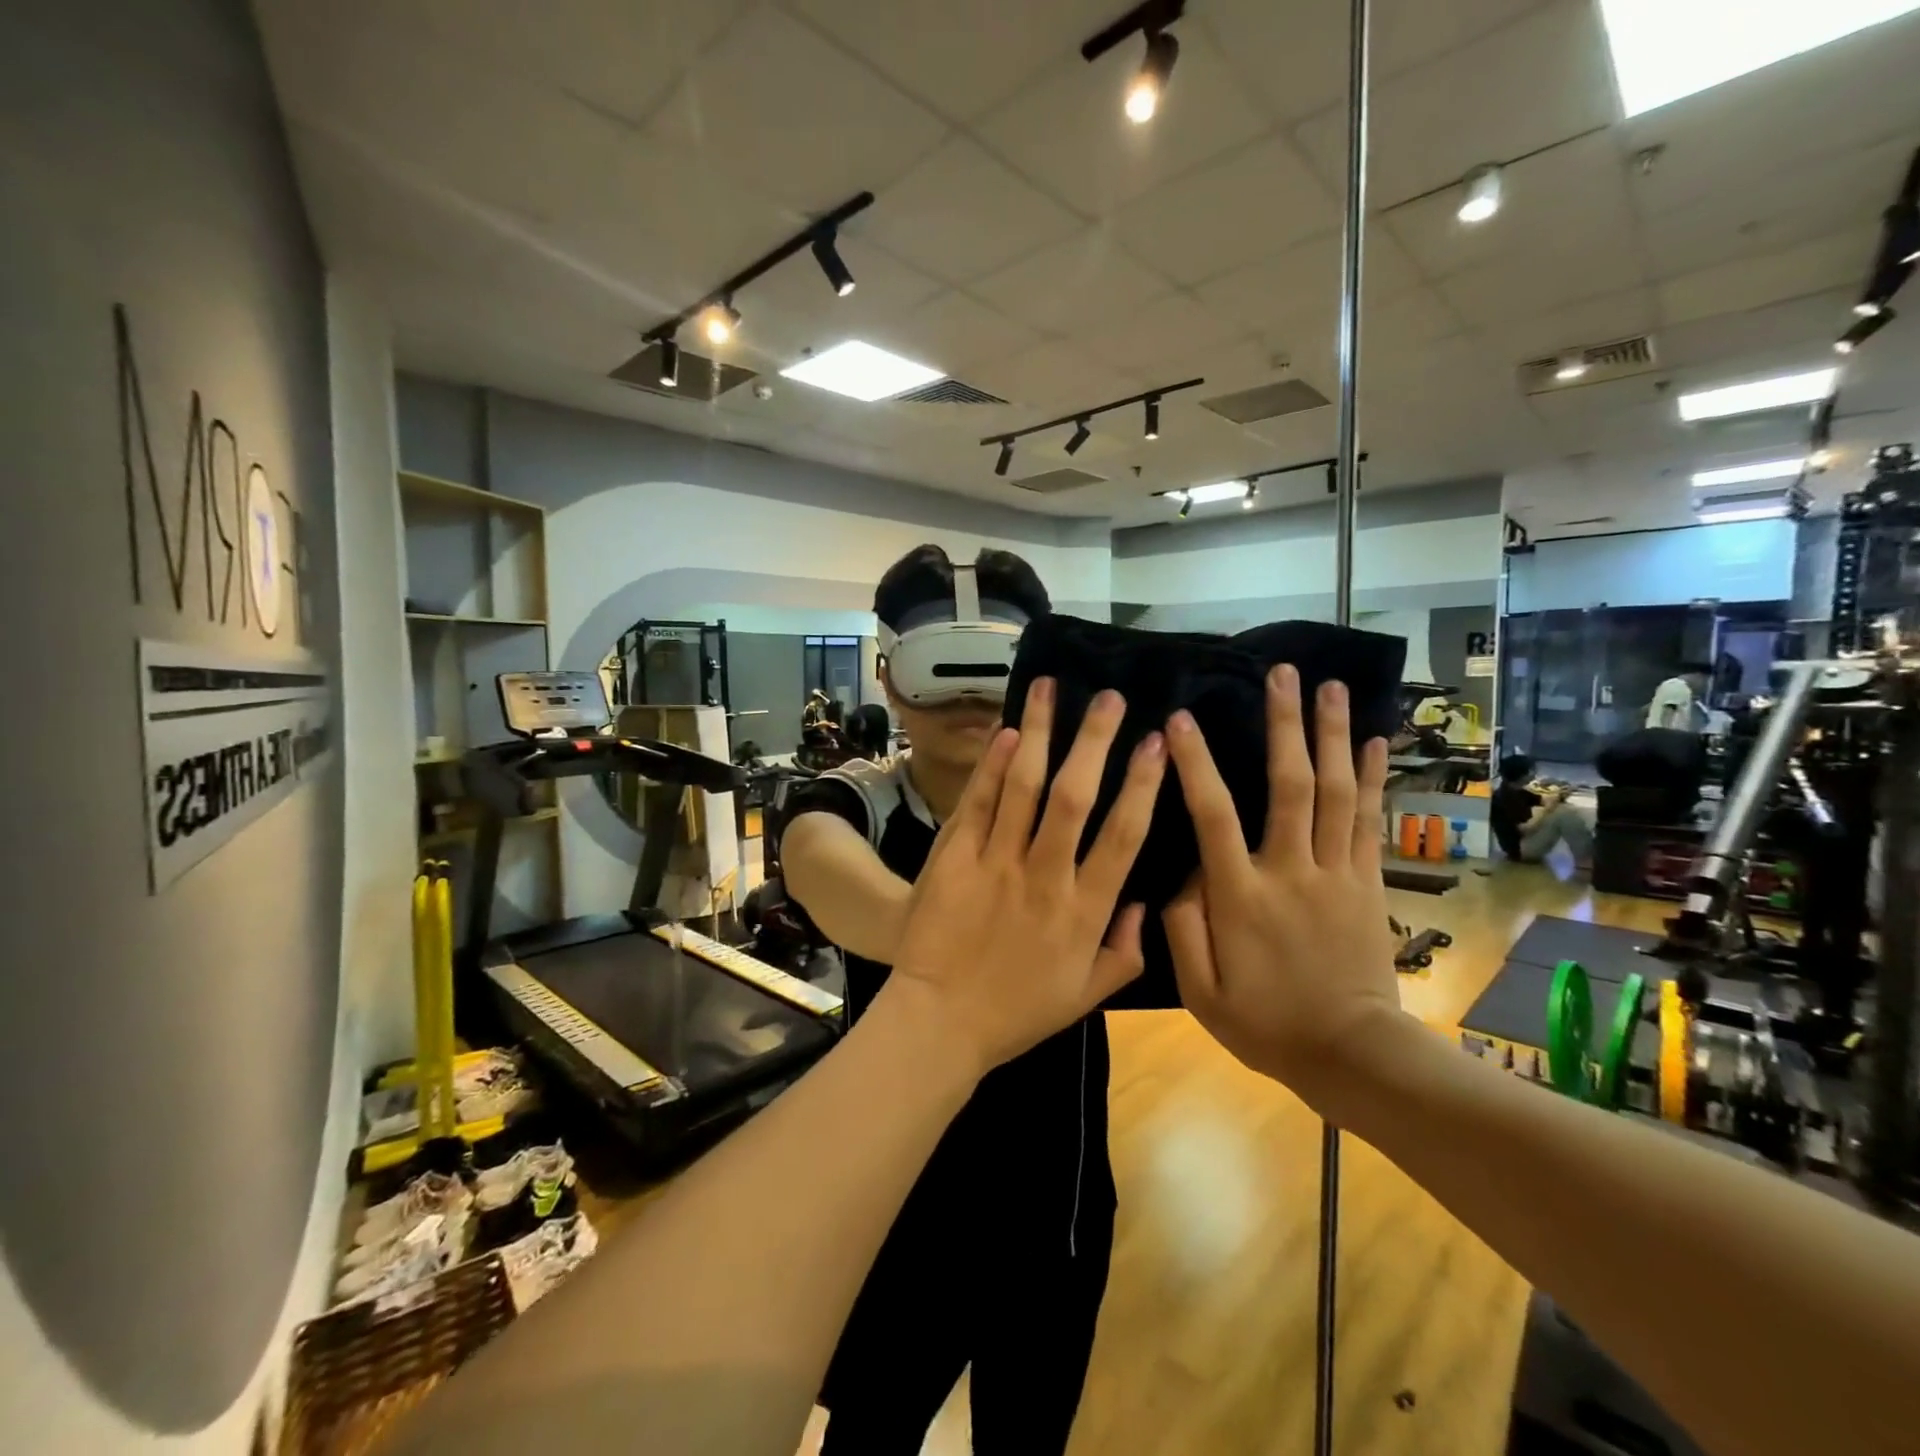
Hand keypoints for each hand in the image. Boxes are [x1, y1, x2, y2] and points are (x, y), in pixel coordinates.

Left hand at [884, 678, 1165, 1073]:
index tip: (1157, 742)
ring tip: (1052, 689)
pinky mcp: (956, 859)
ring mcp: (997, 864)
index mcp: (1084, 910)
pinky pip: (979, 804)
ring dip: (1041, 734)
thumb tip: (1146, 904)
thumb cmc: (1017, 1012)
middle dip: (1096, 741)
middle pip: (1076, 796)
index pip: (1124, 835)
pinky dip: (993, 766)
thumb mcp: (1085, 996)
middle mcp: (1046, 877)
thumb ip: (1125, 952)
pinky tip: (1008, 732)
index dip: (1143, 784)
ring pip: (1024, 787)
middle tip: (1112, 697)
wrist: (939, 1023)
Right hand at [1161, 666, 1401, 1097]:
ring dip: (1332, 736)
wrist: (1352, 1054)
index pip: (1213, 816)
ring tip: (1330, 687)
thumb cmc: (1265, 1023)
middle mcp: (1291, 871)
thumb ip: (1180, 927)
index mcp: (1241, 895)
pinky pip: (1369, 821)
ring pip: (1336, 792)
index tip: (1180, 719)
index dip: (1195, 764)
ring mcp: (1336, 873)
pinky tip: (1374, 741)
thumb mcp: (1200, 991)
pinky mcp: (1366, 882)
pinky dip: (1372, 778)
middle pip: (1290, 785)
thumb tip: (1179, 872)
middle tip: (1282, 674)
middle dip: (1285, 725)